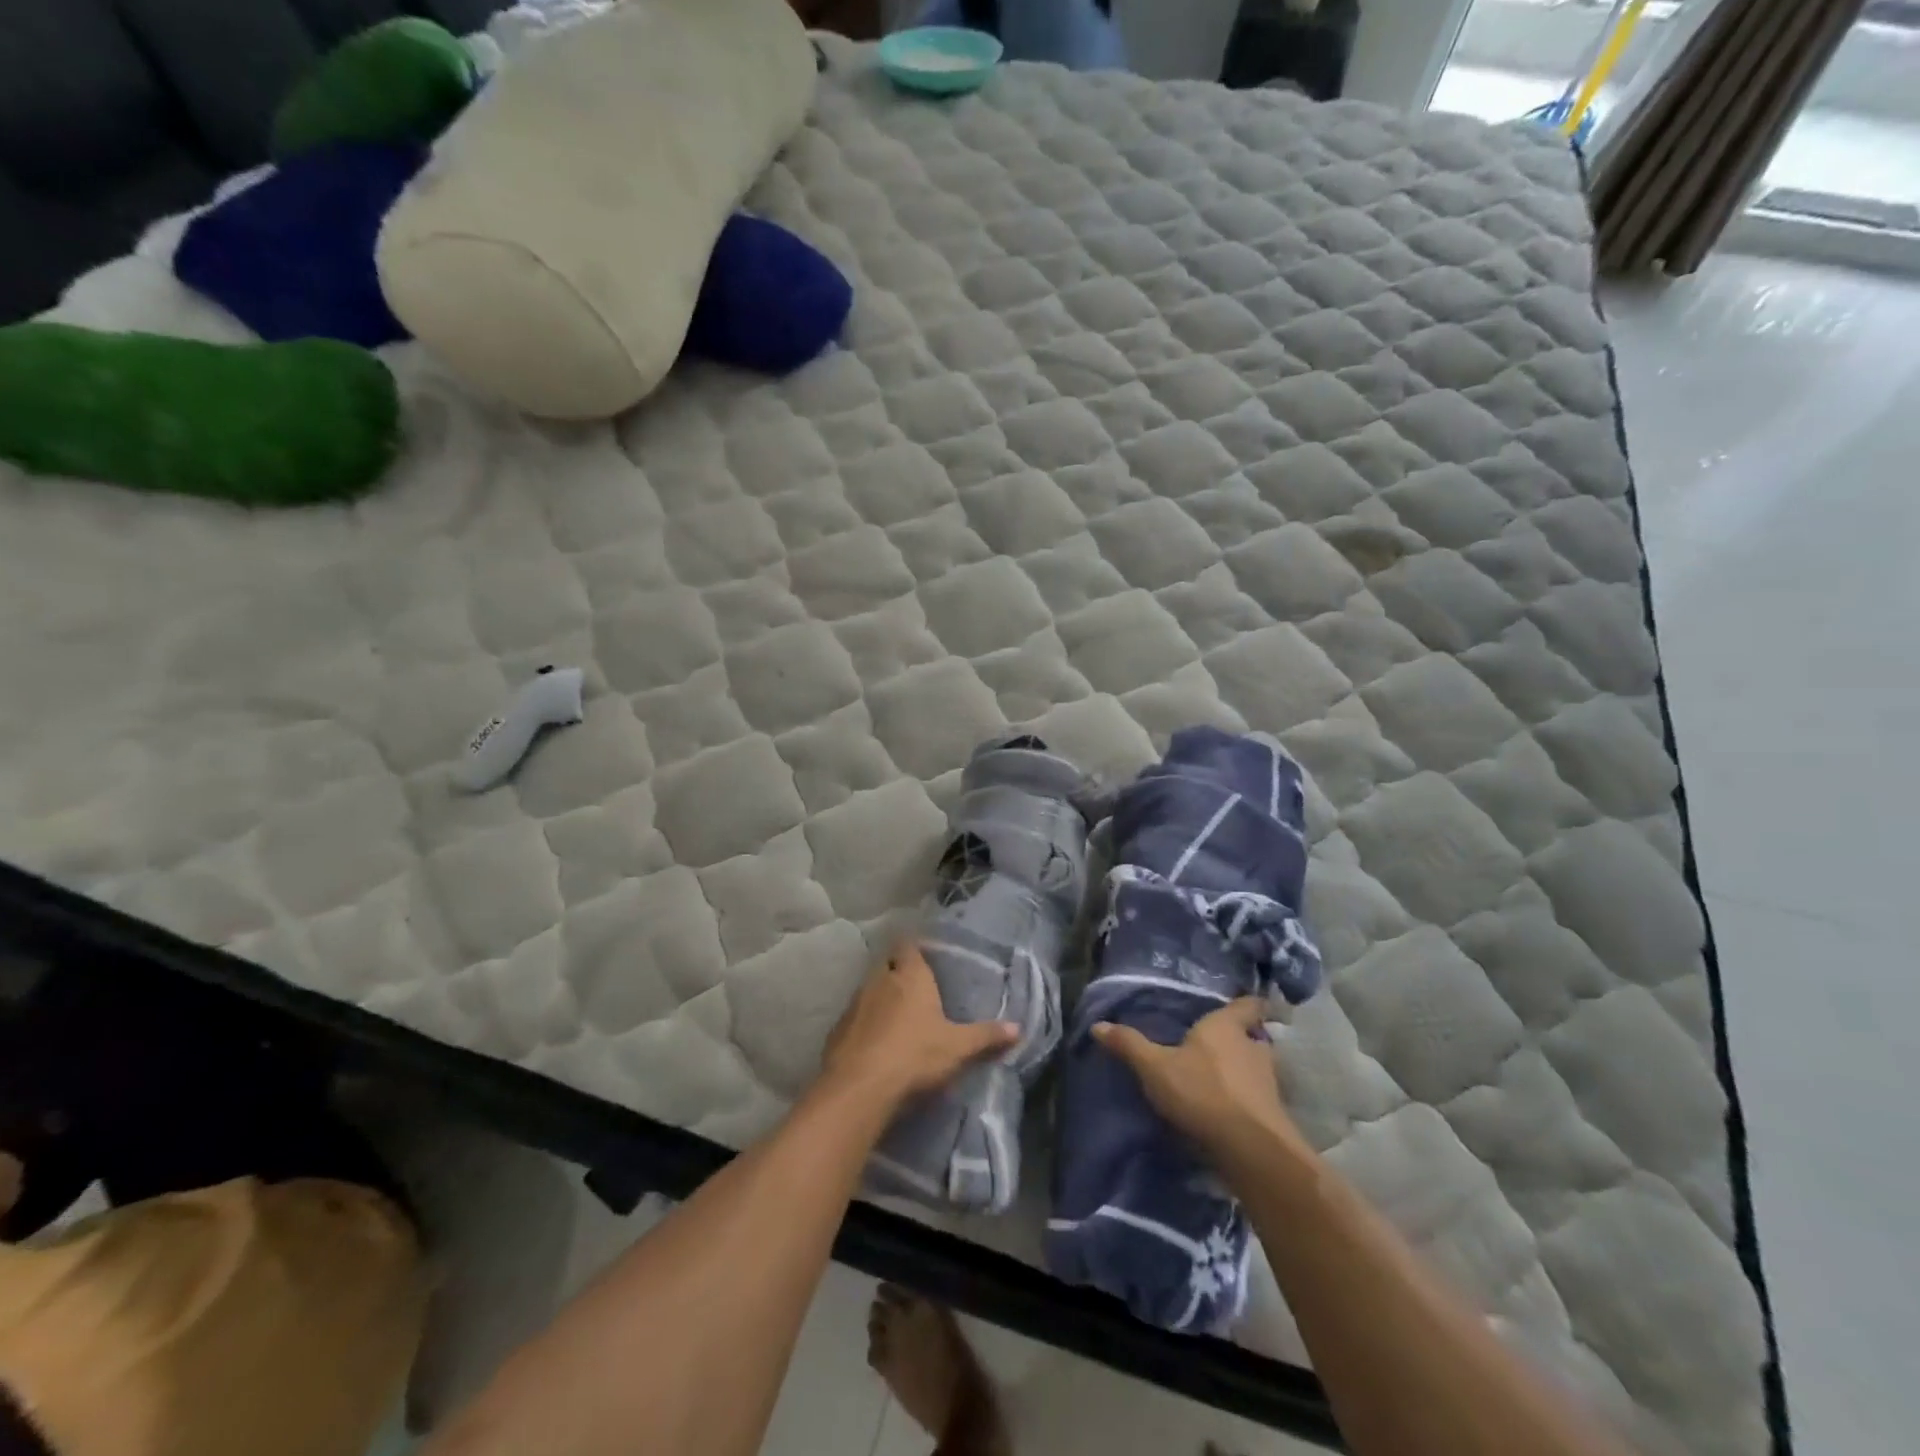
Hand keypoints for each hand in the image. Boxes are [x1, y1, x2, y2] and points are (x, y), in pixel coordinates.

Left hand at [822, 943, 1017, 1108]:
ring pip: (868, 990)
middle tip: (915, 987)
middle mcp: (879, 980)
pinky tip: (873, 1042)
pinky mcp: (837, 1030)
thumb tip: (1018, 1028)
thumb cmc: (915, 1056)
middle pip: (887, 965)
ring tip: (896, 1016)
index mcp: (910, 976)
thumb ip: (986, 1036)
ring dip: (879, 998)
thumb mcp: (958, 1048)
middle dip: (897, 972)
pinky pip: (854, 1018)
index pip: (908, 945)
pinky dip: (863, 1024)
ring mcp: (855, 1004)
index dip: (915, 947)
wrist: (860, 1088)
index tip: (925, 954)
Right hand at [1093, 999, 1309, 1169]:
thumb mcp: (1155, 1067)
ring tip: (1218, 1079)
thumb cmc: (1202, 1091)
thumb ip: (1129, 1044)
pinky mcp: (1273, 1115)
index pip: (1248, 1005)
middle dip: (1238, 1041)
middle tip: (1216, 1046)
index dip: (1247, 1003)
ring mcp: (1268, 1082)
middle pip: (1252, 1037)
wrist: (1250, 1148)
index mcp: (1226, 1027)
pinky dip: (1245, 1101)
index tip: (1243, 1002)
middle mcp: (1253, 1048)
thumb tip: (1097, 1025)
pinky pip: (1257, 1099)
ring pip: (1256, 1068)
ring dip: (1242, 1072)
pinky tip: (1227, 1111)